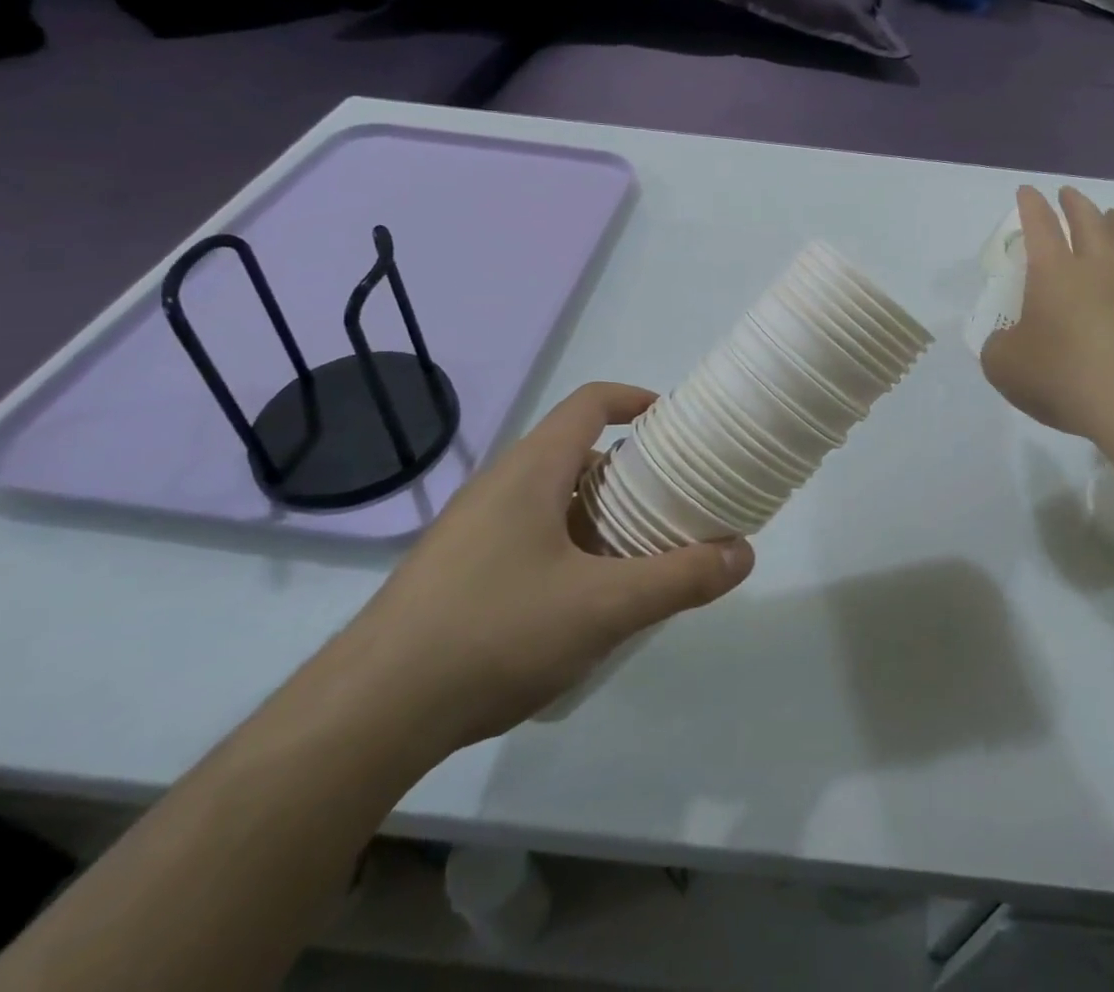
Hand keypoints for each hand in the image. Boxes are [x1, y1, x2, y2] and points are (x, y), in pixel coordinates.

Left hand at [337, 383, 753, 752]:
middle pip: (578, 452)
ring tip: (639, 555)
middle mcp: (500, 484)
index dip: (638, 400)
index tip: (678, 426)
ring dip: (601, 515)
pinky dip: (569, 547)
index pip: (591, 402)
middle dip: (631, 472)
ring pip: (553, 499)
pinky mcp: (457, 570)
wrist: (369, 712)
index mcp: (533, 468)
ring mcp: (473, 528)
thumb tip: (744, 553)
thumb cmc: (495, 632)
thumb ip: (680, 577)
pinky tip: (582, 603)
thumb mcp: (604, 607)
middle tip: (673, 503)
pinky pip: (528, 535)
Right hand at [980, 186, 1113, 440]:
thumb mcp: (1005, 367)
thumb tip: (1008, 341)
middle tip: (1067, 194)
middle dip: (1075, 203)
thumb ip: (1000, 347)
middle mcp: (1097, 267)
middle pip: (1089, 220)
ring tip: (1113, 215)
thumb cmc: (1062, 377)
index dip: (1031, 205)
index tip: (1027, 191)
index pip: (1040, 226)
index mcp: (1054, 273)